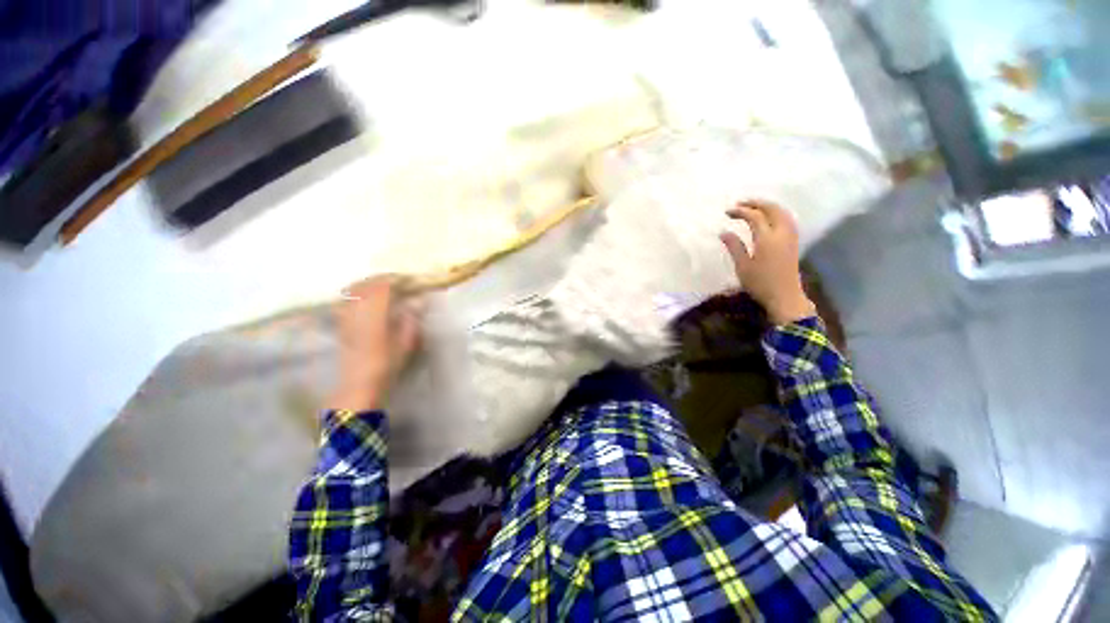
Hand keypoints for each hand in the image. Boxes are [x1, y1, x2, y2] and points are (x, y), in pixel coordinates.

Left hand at [331, 276, 421, 412]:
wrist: (359, 384)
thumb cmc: (386, 365)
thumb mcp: (405, 344)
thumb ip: (411, 321)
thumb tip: (418, 302)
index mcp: (375, 315)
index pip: (381, 288)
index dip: (393, 280)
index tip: (406, 278)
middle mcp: (357, 313)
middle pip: (364, 287)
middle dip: (379, 279)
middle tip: (394, 279)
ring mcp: (346, 318)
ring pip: (352, 293)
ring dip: (366, 285)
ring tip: (379, 285)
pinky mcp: (341, 326)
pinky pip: (345, 303)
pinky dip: (354, 295)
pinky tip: (361, 298)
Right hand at [720, 199, 816, 324]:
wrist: (784, 296)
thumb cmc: (760, 283)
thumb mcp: (742, 266)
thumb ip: (734, 247)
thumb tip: (724, 232)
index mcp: (767, 239)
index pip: (754, 217)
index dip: (741, 211)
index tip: (727, 212)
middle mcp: (781, 233)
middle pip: (772, 209)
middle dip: (756, 203)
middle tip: (740, 203)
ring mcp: (790, 237)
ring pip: (782, 212)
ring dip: (767, 206)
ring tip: (753, 207)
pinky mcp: (794, 242)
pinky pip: (787, 219)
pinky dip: (776, 213)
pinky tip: (768, 218)